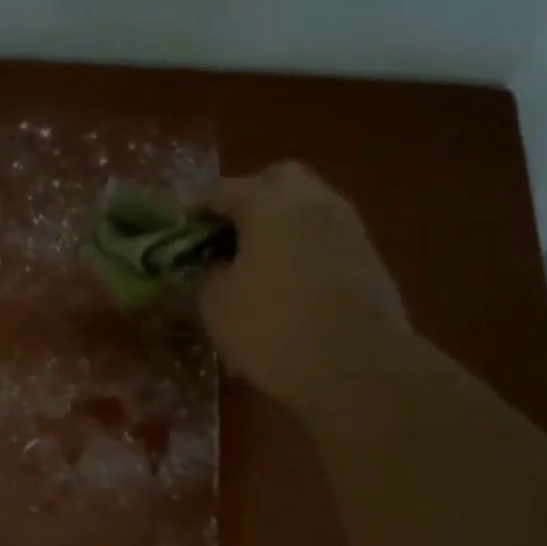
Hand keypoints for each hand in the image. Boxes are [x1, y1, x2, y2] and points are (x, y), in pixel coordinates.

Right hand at [195, 161, 408, 404]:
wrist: (356, 364)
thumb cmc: (272, 327)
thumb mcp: (216, 305)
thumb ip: (206, 274)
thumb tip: (213, 264)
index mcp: (269, 204)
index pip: (223, 190)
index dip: (197, 206)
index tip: (180, 224)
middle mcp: (312, 202)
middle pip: (277, 180)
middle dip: (248, 198)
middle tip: (224, 232)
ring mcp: (346, 227)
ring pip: (306, 206)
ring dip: (278, 224)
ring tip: (254, 261)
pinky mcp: (366, 257)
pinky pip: (324, 237)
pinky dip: (301, 247)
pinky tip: (286, 281)